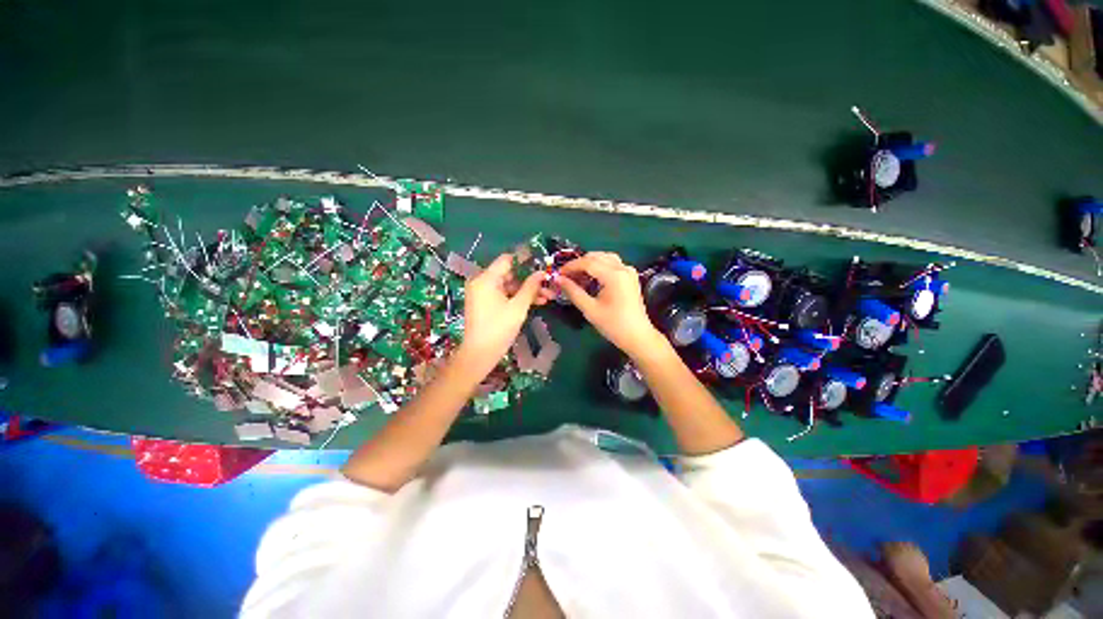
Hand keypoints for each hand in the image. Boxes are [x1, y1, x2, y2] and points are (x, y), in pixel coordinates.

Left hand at [456, 253, 549, 374]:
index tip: (542, 262)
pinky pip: (504, 295)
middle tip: (548, 284)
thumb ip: (530, 287)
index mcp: (486, 279)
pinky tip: (537, 302)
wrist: (479, 354)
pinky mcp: (486, 304)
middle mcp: (482, 282)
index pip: (507, 260)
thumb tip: (541, 272)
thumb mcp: (518, 307)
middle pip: (509, 274)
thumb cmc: (498, 328)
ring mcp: (483, 294)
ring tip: (548, 296)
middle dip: (530, 280)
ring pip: (509, 286)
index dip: (525, 260)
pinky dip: (518, 298)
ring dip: (527, 291)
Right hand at [556, 252, 665, 358]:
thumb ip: (573, 291)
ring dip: (589, 263)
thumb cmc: (613, 325)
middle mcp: (623, 268)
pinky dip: (599, 267)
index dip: (571, 266)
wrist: (637, 337)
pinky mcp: (630, 276)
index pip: (588, 262)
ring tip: (577, 276)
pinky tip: (591, 278)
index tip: (558, 274)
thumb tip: (558, 279)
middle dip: (579, 264)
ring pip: (605, 258)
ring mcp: (628, 271)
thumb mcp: (590, 309)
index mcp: (614, 275)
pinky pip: (612, 264)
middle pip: (596, 256)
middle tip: (566, 276)